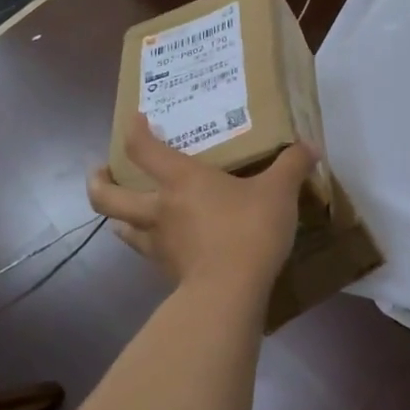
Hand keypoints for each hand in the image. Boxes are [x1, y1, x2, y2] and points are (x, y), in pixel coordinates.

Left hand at [89, 114, 314, 292]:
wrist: (231, 291)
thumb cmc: (248, 230)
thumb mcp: (279, 192)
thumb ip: (292, 165)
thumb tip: (311, 146)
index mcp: (181, 180)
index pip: (143, 149)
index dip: (133, 130)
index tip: (133, 118)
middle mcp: (160, 209)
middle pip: (108, 197)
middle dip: (99, 182)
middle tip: (101, 172)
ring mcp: (159, 244)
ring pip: (123, 228)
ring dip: (119, 219)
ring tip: (128, 213)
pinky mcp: (168, 272)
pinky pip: (149, 254)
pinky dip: (150, 247)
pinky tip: (165, 246)